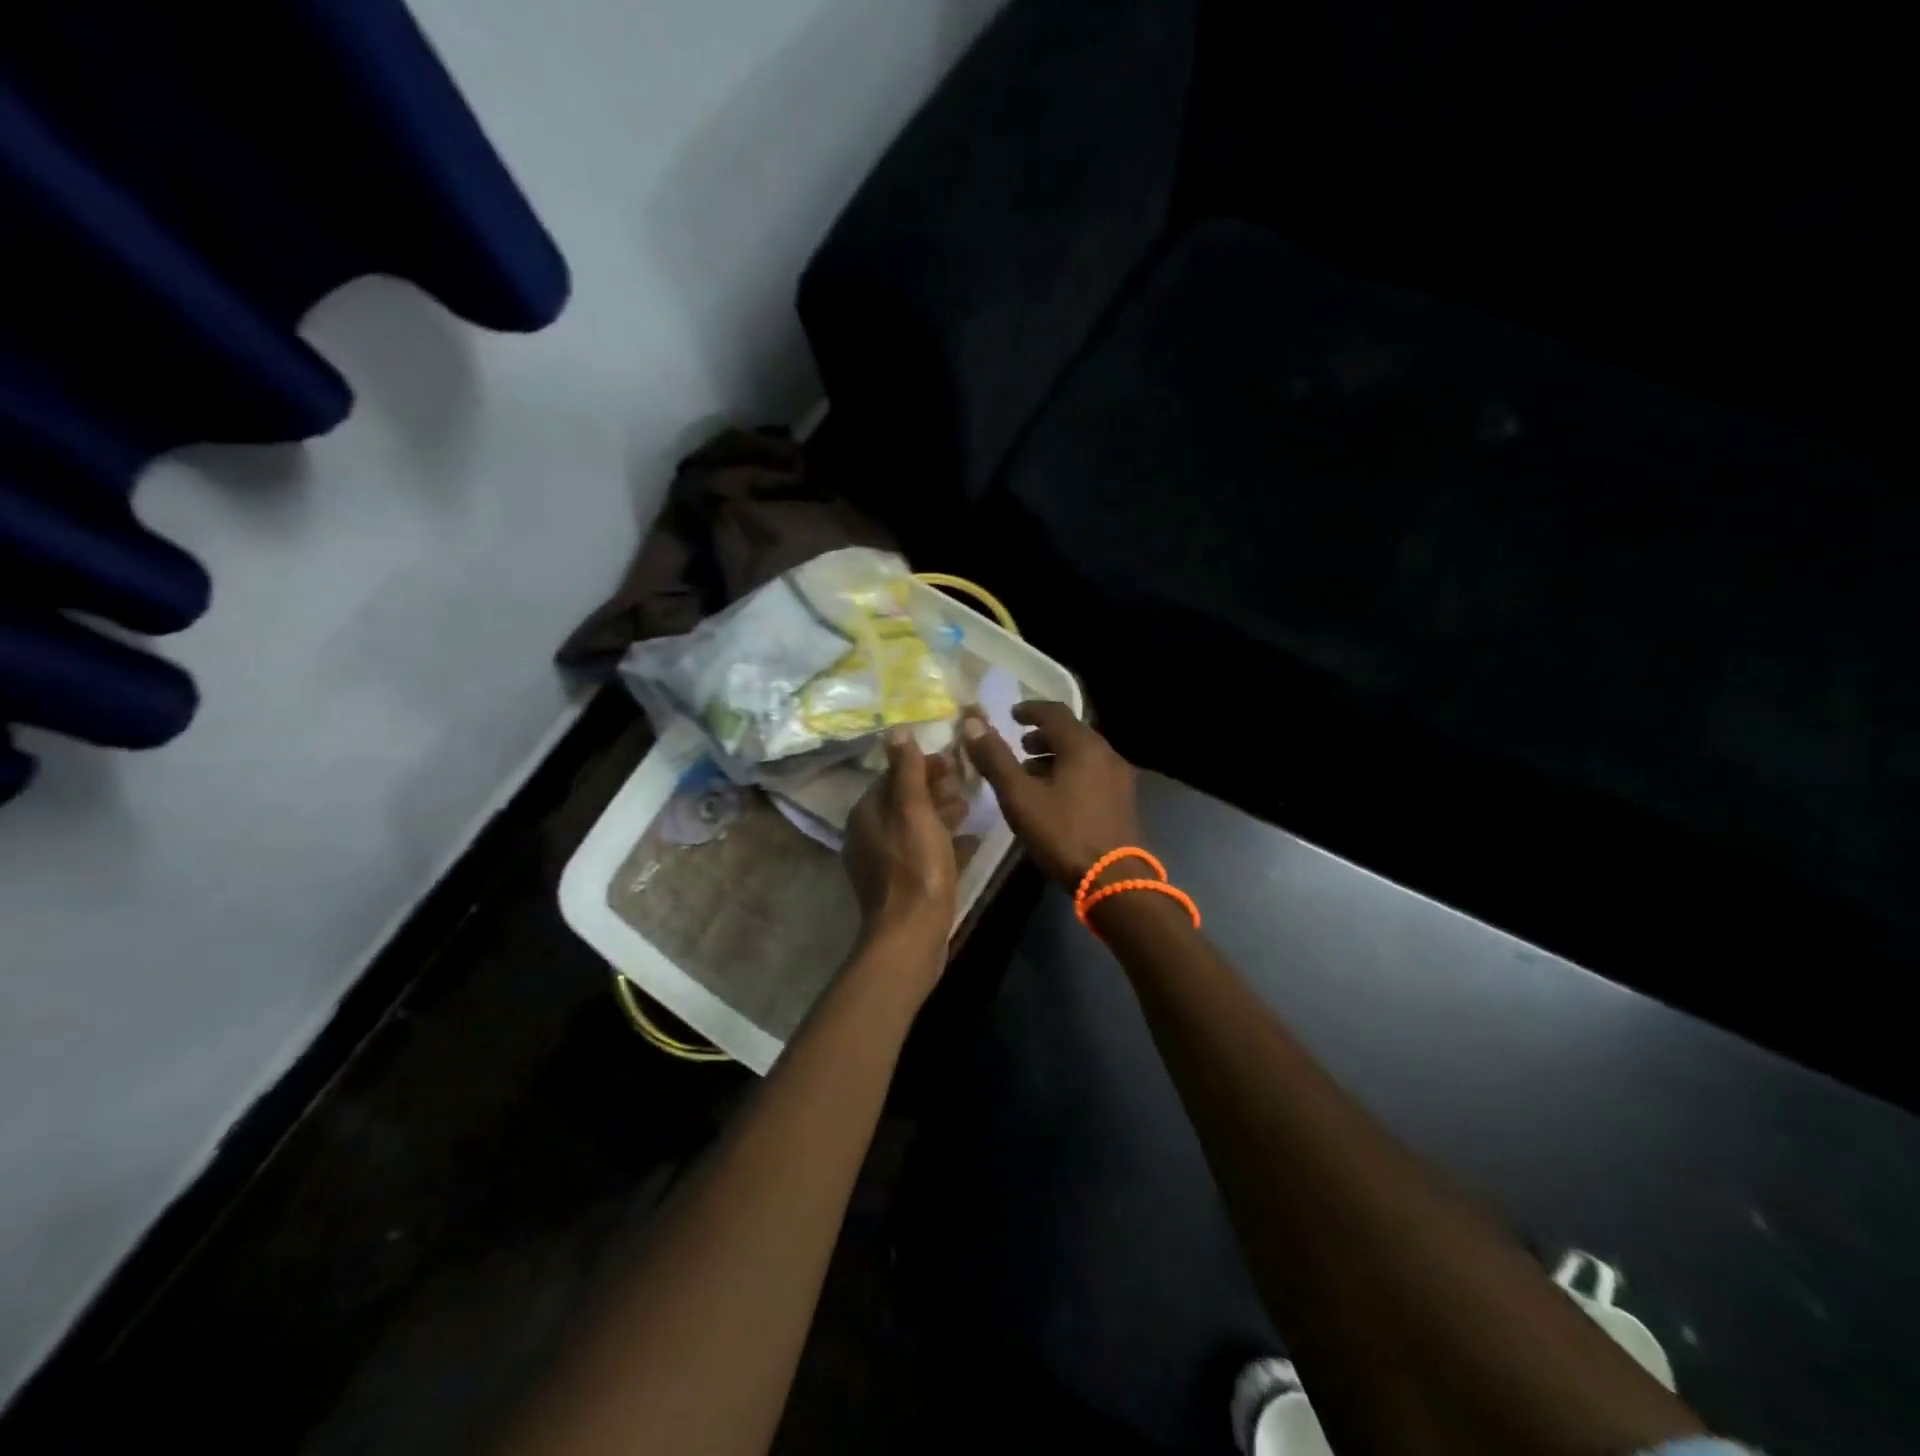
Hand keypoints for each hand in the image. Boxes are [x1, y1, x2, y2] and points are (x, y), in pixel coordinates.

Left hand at [843, 731, 966, 955]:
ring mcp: (886, 863)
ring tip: (969, 808)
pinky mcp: (903, 886)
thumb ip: (906, 770)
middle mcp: (870, 835)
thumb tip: (896, 731)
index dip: (922, 766)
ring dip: (942, 815)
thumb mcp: (913, 810)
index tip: (953, 762)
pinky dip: (945, 845)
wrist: (912, 932)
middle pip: (905, 802)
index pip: (893, 777)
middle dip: (934, 790)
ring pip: (916, 828)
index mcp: (867, 814)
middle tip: (965, 784)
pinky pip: (925, 855)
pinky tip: (970, 842)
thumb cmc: (915, 865)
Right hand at [961, 702, 1141, 886]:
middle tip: (1019, 747)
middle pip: (1071, 732)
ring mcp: (1119, 777)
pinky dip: (1071, 772)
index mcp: (1083, 745)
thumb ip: (995, 758)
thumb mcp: (1020, 796)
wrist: (1113, 880)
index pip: (1054, 712)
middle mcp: (1106, 753)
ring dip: (1056, 756)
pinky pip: (1093, 772)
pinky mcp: (1124, 800)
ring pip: (1083, 754)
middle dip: (1042, 736)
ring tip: (1031, 774)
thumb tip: (973, 724)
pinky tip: (1055, 796)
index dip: (1029, 710)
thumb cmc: (1062, 833)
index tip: (1010, 716)